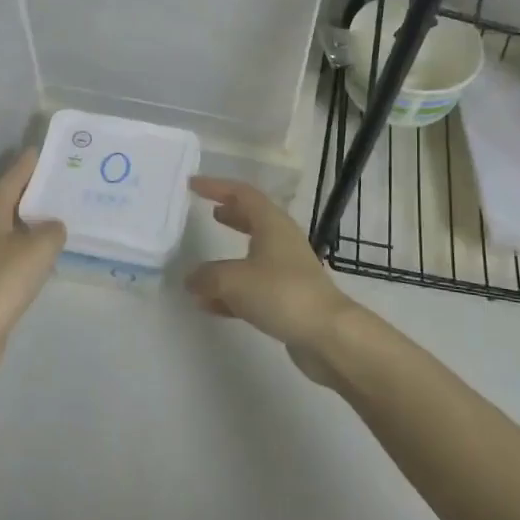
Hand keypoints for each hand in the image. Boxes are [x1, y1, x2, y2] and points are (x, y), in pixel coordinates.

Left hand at [0, 149, 66, 348]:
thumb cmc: (4, 279)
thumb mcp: (39, 248)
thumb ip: (53, 230)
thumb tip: (54, 227)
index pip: (11, 178)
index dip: (28, 165)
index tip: (42, 151)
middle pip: (11, 200)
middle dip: (34, 190)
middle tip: (61, 180)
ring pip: (13, 226)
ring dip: (34, 219)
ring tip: (62, 212)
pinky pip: (15, 250)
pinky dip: (31, 245)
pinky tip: (49, 249)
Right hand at [186, 177, 355, 382]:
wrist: (327, 334)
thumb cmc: (281, 293)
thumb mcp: (233, 280)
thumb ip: (207, 276)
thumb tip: (192, 279)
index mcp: (272, 224)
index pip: (242, 194)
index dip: (217, 187)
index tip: (193, 185)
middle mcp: (282, 241)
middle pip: (253, 220)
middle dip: (230, 216)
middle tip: (209, 213)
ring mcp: (288, 270)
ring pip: (252, 255)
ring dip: (227, 258)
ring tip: (202, 265)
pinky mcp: (288, 298)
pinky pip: (254, 287)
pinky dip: (232, 291)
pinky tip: (210, 304)